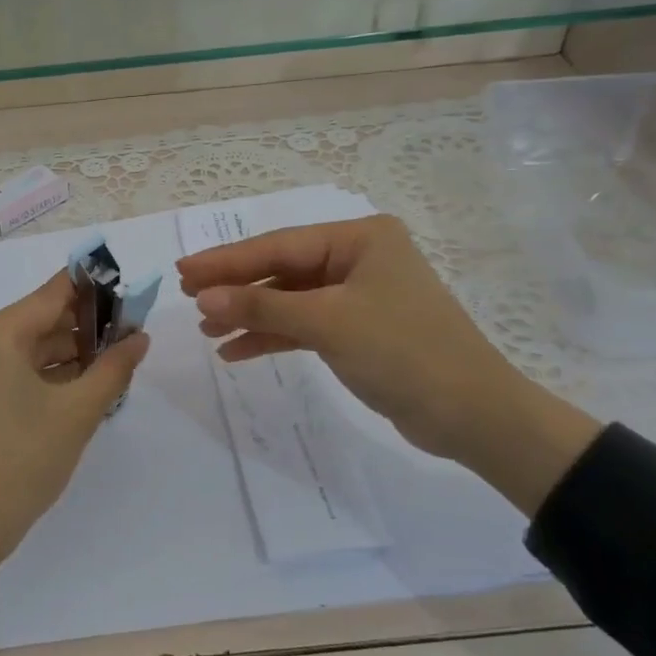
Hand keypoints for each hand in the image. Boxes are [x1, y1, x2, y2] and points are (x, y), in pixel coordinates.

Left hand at [0, 270, 150, 573]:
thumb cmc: (20, 464)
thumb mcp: (77, 414)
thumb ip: (113, 367)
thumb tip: (140, 336)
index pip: (54, 293)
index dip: (95, 291)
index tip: (129, 297)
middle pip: (38, 318)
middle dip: (83, 329)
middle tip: (127, 340)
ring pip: (23, 343)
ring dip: (63, 353)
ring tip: (108, 365)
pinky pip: (5, 364)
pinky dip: (38, 371)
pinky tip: (75, 383)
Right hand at [177, 215, 599, 514]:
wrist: (472, 415)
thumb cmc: (403, 352)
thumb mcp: (328, 323)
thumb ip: (263, 305)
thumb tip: (203, 295)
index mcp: (359, 239)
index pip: (278, 245)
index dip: (227, 260)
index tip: (183, 270)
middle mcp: (358, 258)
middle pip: (282, 269)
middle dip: (236, 286)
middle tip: (186, 296)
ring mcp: (359, 294)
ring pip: (290, 298)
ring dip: (250, 314)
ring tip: (207, 329)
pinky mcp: (358, 329)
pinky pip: (304, 324)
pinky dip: (273, 336)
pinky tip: (237, 350)